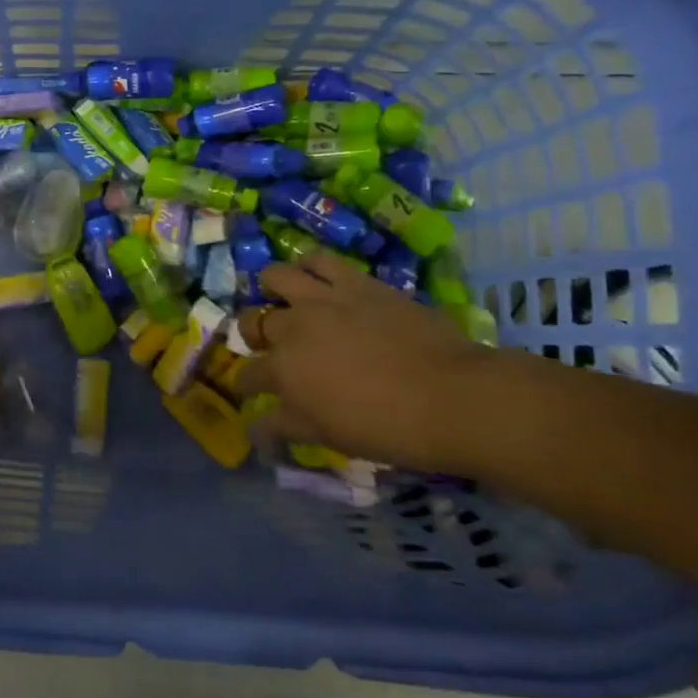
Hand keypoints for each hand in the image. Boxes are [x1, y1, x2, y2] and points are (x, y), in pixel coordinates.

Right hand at [242, 254, 503, 472]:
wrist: (451, 397)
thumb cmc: (387, 428)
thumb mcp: (327, 437)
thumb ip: (285, 428)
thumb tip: (256, 431)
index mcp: (282, 372)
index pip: (246, 377)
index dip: (245, 387)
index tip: (252, 394)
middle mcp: (292, 328)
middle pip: (253, 324)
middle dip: (253, 336)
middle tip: (271, 346)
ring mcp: (321, 299)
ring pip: (275, 276)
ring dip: (272, 289)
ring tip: (285, 299)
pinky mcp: (354, 282)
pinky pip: (318, 260)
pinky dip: (309, 266)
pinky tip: (315, 278)